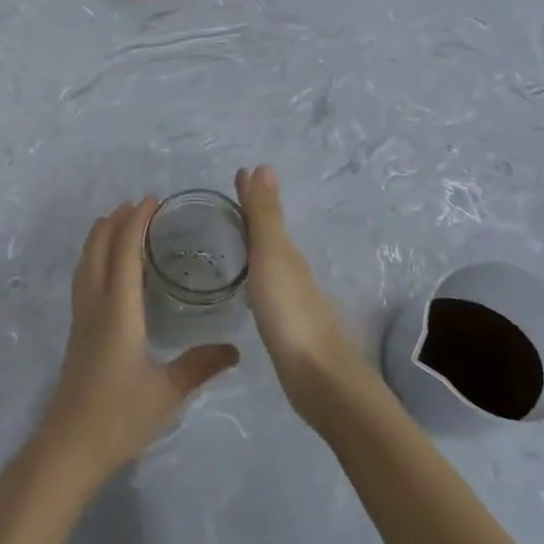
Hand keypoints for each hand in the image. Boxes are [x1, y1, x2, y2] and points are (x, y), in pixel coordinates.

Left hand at [38, 200, 238, 485]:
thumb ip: (200, 366)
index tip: (151, 200)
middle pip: (99, 249)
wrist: (68, 448)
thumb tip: (235, 349)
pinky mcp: (77, 333)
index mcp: (118, 310)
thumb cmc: (118, 417)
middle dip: (115, 222)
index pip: (124, 253)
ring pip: (86, 263)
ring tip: (116, 222)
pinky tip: (104, 270)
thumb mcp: (166, 392)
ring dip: (100, 237)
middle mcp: (96, 305)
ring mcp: (81, 319)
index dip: (135, 223)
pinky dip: (94, 258)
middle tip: (138, 205)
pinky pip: (83, 280)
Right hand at [236, 166, 366, 420]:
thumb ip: (265, 215)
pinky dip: (254, 274)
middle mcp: (291, 270)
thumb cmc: (290, 311)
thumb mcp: (272, 256)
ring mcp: (291, 299)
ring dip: (252, 245)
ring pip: (268, 261)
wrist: (318, 377)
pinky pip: (265, 287)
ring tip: (229, 239)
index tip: (236, 173)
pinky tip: (246, 285)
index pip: (265, 213)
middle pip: (268, 235)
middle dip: (250, 216)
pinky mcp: (286, 326)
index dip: (250, 194)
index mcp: (286, 252)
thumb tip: (264, 166)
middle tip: (225, 204)